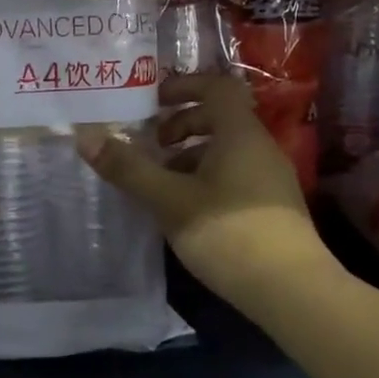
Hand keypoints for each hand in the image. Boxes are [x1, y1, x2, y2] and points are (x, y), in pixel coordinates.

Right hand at [77, 74, 326, 308]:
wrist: (294, 292)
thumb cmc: (229, 233)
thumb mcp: (169, 200)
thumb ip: (128, 168)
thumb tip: (85, 137)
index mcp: (240, 134)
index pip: (216, 86)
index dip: (184, 86)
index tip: (152, 101)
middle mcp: (260, 148)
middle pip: (220, 118)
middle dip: (181, 125)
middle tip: (152, 146)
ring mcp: (270, 178)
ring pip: (226, 150)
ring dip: (191, 156)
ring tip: (162, 183)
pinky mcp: (273, 207)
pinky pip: (234, 175)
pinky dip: (206, 178)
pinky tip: (187, 211)